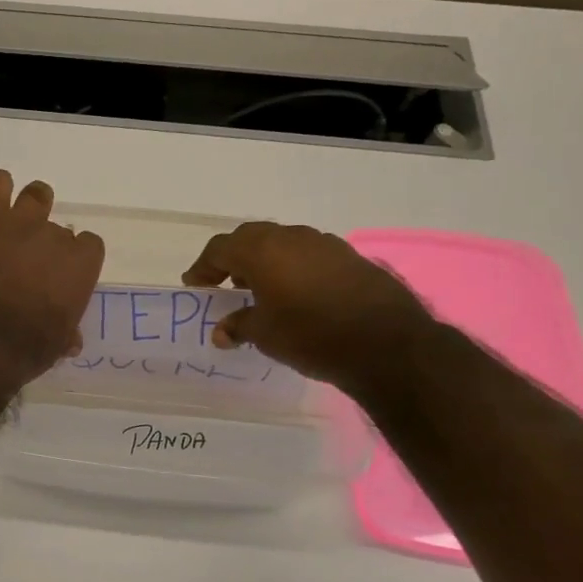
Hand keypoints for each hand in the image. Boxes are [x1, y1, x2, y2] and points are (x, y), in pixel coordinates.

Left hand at [0, 170, 104, 381]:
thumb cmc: (27, 348)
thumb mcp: (58, 343)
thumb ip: (68, 329)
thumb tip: (71, 338)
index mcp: (81, 266)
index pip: (89, 246)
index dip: (74, 257)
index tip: (59, 272)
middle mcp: (57, 237)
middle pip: (59, 227)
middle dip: (46, 242)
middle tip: (29, 260)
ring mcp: (22, 223)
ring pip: (36, 195)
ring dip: (30, 206)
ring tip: (15, 223)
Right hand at [182, 222, 431, 393]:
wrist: (387, 344)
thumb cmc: (311, 335)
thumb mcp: (265, 335)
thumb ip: (239, 326)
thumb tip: (222, 331)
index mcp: (261, 251)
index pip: (220, 248)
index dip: (203, 267)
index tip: (196, 286)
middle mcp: (290, 237)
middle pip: (250, 238)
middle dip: (233, 259)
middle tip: (226, 285)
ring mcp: (324, 243)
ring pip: (282, 243)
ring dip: (265, 261)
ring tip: (262, 290)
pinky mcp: (349, 256)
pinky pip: (308, 254)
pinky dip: (293, 267)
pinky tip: (298, 294)